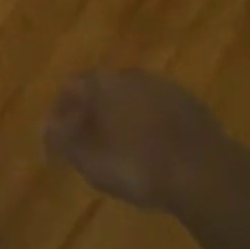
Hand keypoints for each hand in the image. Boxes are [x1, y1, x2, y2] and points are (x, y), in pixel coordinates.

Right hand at [44, 70, 229, 212]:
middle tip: (89, 143)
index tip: (59, 136)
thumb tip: (44, 126)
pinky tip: (154, 152)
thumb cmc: (137, 165)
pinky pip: (159, 111)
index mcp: (104, 83)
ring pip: (133, 99)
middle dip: (92, 113)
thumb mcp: (89, 160)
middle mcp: (132, 75)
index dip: (61, 111)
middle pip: (103, 89)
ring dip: (122, 118)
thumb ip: (63, 140)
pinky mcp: (191, 105)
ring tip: (121, 150)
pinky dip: (150, 125)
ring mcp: (164, 87)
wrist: (205, 172)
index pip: (71, 87)